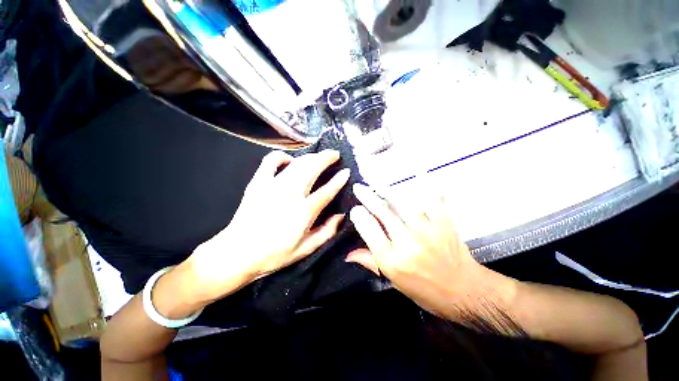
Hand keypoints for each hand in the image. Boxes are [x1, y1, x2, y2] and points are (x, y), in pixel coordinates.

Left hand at [184, 150, 349, 303]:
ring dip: (311, 156)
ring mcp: (272, 186)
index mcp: (303, 212)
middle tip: (335, 155)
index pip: (326, 191)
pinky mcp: (258, 182)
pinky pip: (271, 161)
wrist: (238, 253)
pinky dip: (283, 156)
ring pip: (297, 163)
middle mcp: (290, 194)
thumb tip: (340, 215)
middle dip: (326, 158)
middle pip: (312, 168)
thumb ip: (327, 231)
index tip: (346, 172)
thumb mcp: (306, 248)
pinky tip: (290, 160)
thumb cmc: (275, 254)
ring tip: (319, 156)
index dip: (338, 180)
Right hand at [347, 184, 514, 319]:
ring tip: (375, 183)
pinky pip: (432, 199)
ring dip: (386, 190)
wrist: (465, 291)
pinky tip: (419, 174)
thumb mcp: (394, 282)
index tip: (355, 209)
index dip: (360, 217)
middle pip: (383, 213)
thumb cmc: (426, 290)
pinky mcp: (443, 223)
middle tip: (359, 188)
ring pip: (402, 203)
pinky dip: (426, 186)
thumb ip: (371, 263)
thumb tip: (348, 254)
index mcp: (393, 261)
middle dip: (367, 197)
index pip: (370, 231)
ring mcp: (427, 231)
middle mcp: (407, 243)